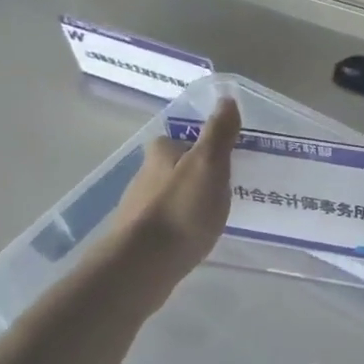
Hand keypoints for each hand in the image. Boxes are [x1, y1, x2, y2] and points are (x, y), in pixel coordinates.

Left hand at [111, 99, 240, 281]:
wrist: (143, 265)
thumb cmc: (181, 210)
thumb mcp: (208, 165)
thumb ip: (219, 133)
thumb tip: (226, 97)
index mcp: (159, 155)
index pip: (175, 141)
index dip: (196, 146)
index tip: (218, 158)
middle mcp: (143, 178)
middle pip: (170, 170)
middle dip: (191, 176)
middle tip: (220, 188)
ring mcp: (137, 212)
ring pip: (166, 199)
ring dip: (185, 204)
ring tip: (211, 217)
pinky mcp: (138, 242)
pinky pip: (164, 228)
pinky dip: (178, 230)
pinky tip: (193, 241)